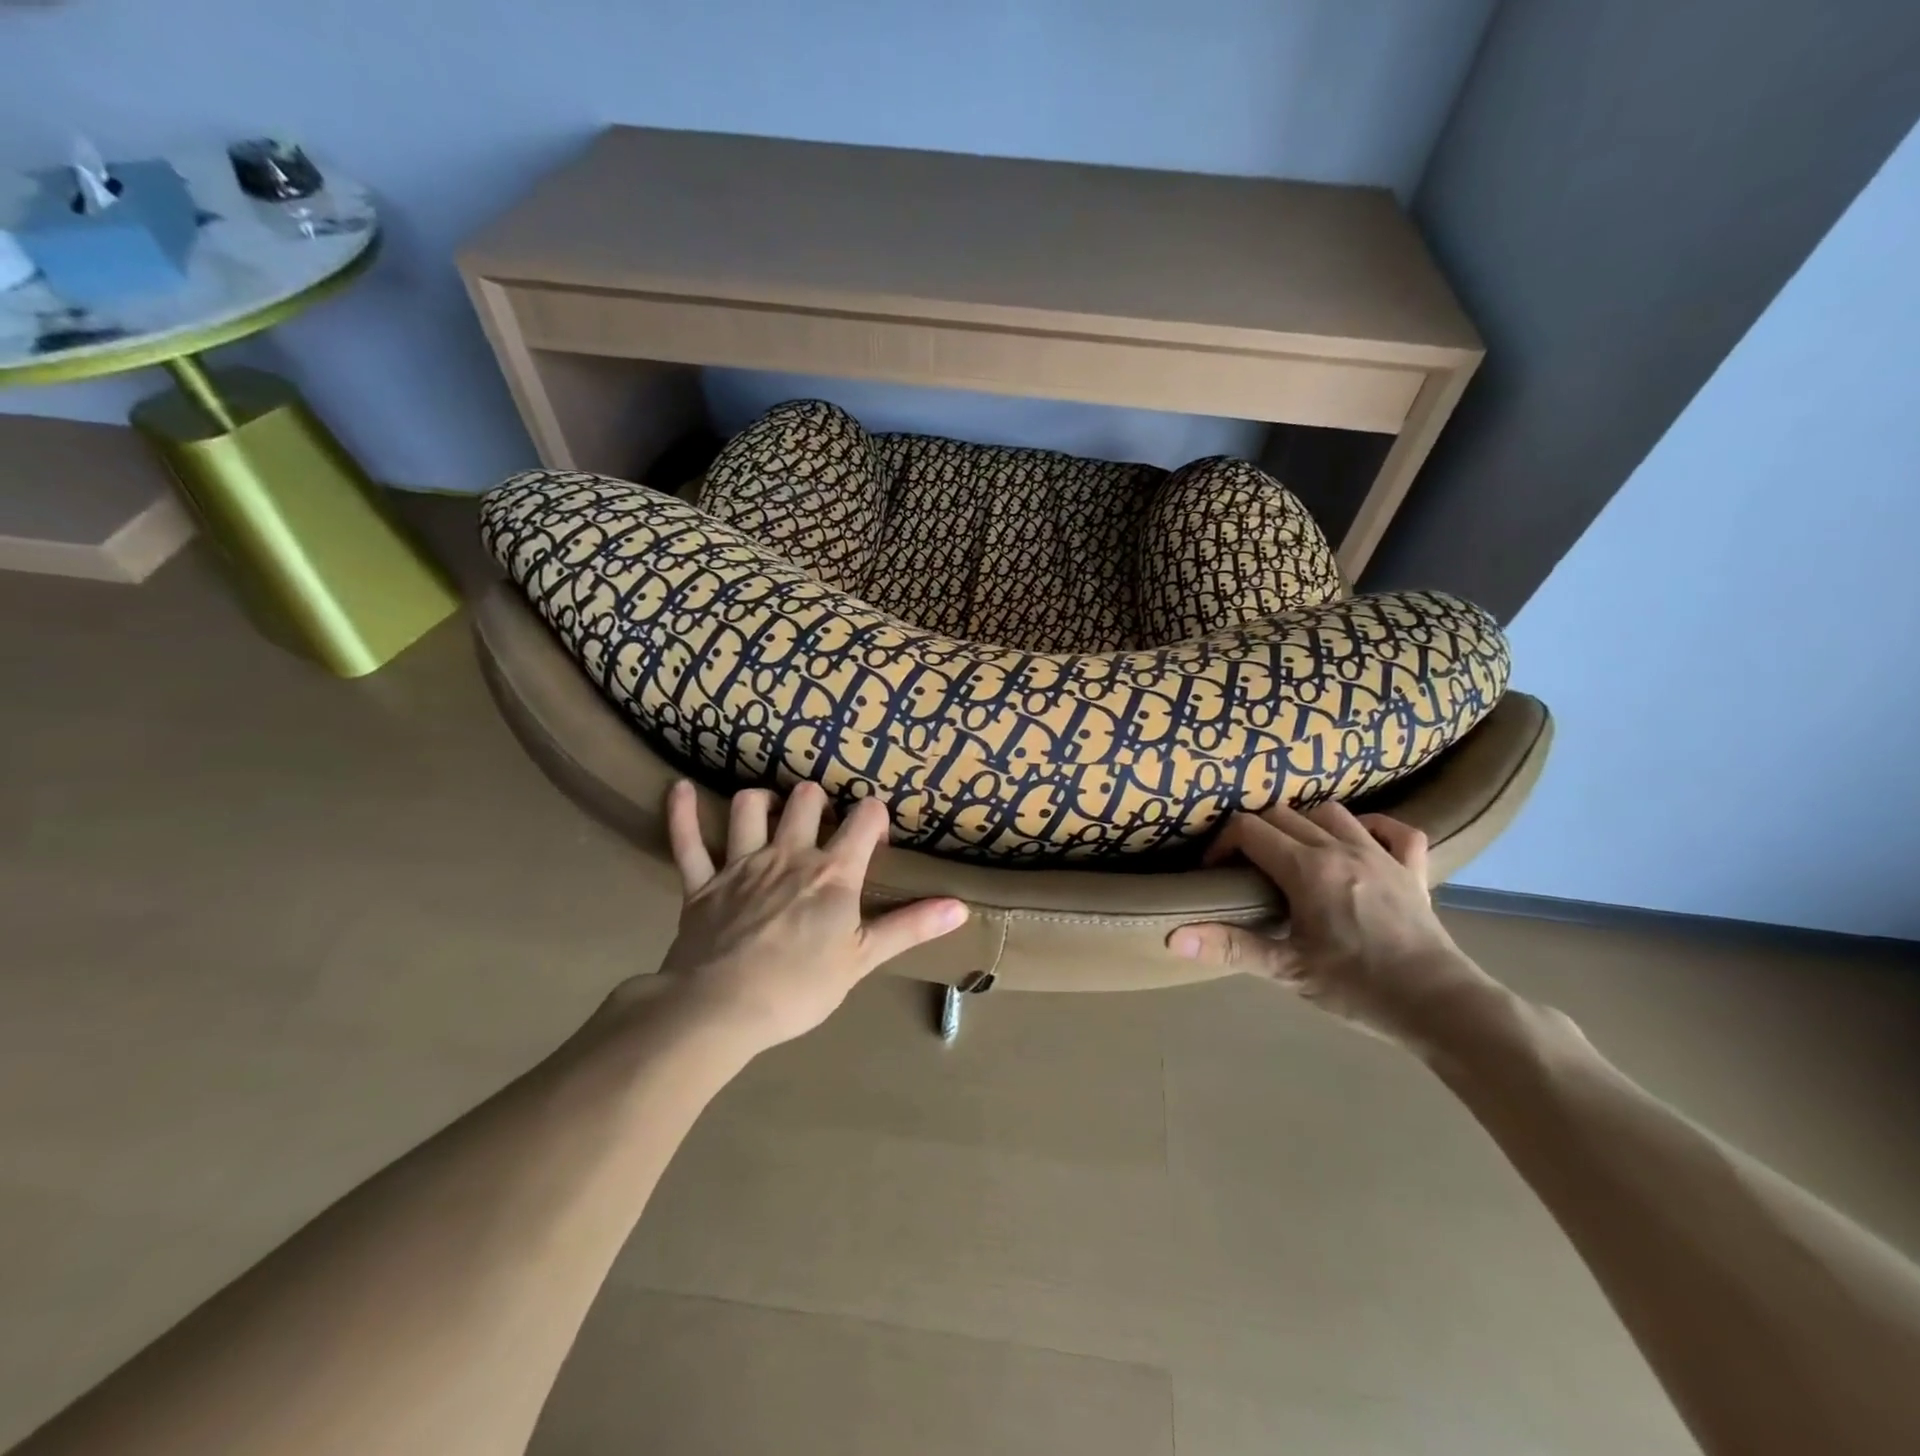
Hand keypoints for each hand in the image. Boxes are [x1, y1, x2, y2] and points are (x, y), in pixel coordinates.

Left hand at [648, 779, 967, 1050]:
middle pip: (806, 800)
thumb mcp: (863, 958)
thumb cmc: (799, 988)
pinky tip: (679, 790)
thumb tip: (960, 907)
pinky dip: (682, 813)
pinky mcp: (700, 883)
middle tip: (822, 824)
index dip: (874, 818)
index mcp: (832, 872)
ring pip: (749, 807)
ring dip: (762, 801)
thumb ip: (910, 927)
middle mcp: (788, 854)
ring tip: (771, 811)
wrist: (721, 1010)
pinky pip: (687, 840)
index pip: (864, 819)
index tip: (874, 840)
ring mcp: (740, 864)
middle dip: (818, 801)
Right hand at [1168, 802, 1504, 1051]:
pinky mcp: (1413, 869)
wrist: (1441, 1006)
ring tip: (1293, 852)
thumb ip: (1230, 947)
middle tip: (1246, 867)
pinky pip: (1396, 829)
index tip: (1215, 871)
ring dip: (1304, 823)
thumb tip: (1173, 937)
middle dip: (1255, 833)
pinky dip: (1374, 827)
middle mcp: (1341, 848)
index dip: (1223, 843)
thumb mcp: (1287, 970)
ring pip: (1332, 812)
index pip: (1249, 829)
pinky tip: (1359, 843)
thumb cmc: (1358, 987)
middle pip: (1283, 814)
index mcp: (1307, 869)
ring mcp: (1381, 854)